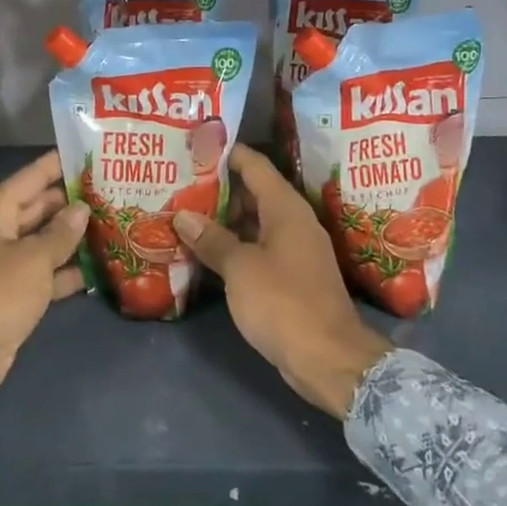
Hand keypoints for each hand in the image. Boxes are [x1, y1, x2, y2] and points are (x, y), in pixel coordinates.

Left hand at [0, 151, 88, 393]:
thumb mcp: (34, 258)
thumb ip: (61, 232)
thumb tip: (81, 209)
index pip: (27, 179)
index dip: (54, 165)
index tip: (83, 153)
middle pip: (36, 209)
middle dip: (69, 202)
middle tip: (108, 189)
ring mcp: (5, 264)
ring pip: (43, 241)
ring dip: (72, 236)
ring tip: (111, 222)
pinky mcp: (14, 293)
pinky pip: (44, 272)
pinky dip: (66, 270)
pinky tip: (98, 266)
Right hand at [173, 146, 388, 417]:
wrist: (328, 358)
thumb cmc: (283, 302)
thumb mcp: (240, 268)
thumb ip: (212, 239)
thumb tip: (183, 215)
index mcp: (286, 208)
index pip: (254, 165)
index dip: (226, 153)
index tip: (195, 148)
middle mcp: (293, 222)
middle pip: (253, 193)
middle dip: (217, 189)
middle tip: (178, 185)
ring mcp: (294, 251)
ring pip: (253, 224)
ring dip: (222, 221)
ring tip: (183, 216)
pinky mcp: (290, 277)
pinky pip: (257, 249)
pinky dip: (233, 247)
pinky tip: (204, 253)